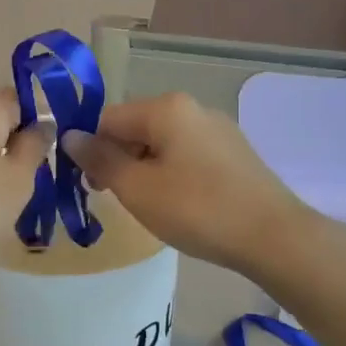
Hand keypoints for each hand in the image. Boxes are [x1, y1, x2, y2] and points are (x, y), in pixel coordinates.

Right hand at [61, 93, 313, 274]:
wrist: (275, 237)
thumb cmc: (197, 209)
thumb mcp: (136, 188)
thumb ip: (99, 159)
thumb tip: (70, 136)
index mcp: (165, 108)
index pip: (107, 118)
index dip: (90, 150)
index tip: (89, 185)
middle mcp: (192, 108)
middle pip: (135, 127)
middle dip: (118, 160)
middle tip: (115, 199)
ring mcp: (218, 129)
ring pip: (162, 143)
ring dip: (144, 169)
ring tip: (150, 206)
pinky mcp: (234, 152)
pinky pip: (187, 155)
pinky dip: (172, 174)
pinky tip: (181, 204)